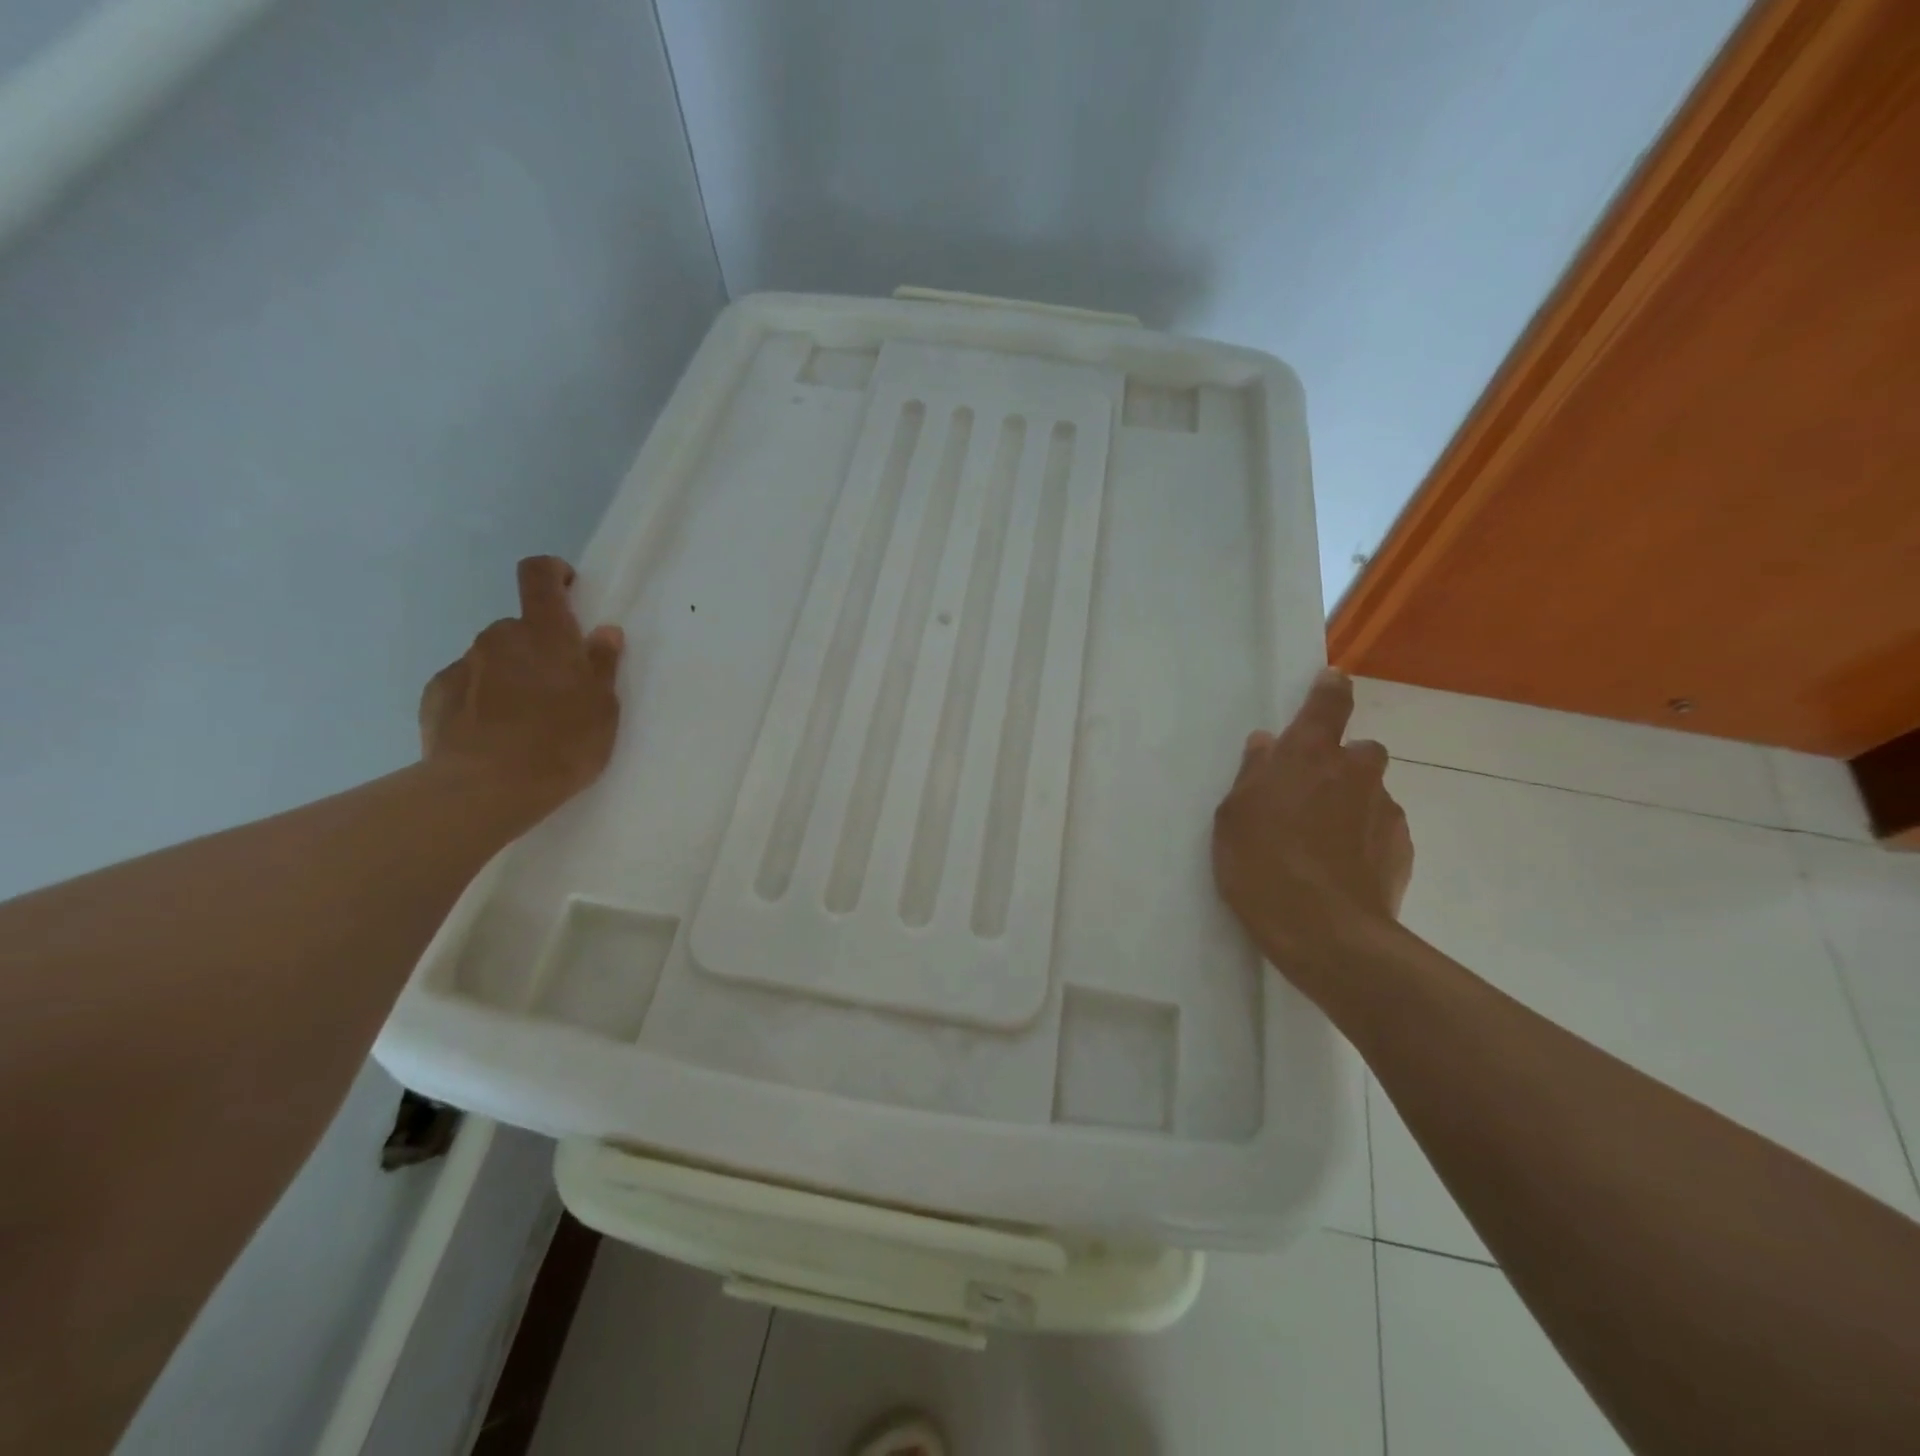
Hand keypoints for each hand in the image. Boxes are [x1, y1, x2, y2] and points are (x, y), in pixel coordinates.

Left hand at [419, 556, 624, 818]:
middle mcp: (499, 638)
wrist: (486, 789)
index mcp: (545, 633)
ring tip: (525, 721)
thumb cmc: (561, 743)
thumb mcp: (603, 708)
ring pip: (493, 658)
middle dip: (538, 648)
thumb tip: (602, 632)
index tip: (567, 590)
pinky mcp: (436, 696)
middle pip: (520, 628)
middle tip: (558, 689)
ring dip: (511, 676)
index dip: (552, 573)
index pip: (539, 574)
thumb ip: (602, 664)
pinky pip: (467, 686)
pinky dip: (482, 699)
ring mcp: (463, 665)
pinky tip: (494, 735)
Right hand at [1212, 668, 1412, 992]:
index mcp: (1308, 754)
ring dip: (1352, 804)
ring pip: (1371, 792)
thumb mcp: (1233, 816)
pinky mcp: (1403, 847)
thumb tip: (1266, 743)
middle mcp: (1354, 771)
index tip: (1330, 682)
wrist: (1324, 931)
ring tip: (1322, 844)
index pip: (1329, 702)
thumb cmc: (1261, 864)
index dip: (1330, 689)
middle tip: (1311, 795)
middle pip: (1360, 750)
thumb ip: (1252, 774)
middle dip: (1342, 763)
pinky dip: (1365, 838)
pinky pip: (1382, 829)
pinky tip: (1342, 869)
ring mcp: (1385, 809)